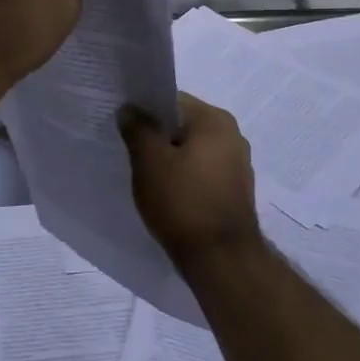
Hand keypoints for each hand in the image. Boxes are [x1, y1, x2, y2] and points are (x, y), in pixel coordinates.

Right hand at [120, 94, 261, 267]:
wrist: (221, 260)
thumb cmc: (183, 201)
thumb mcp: (149, 161)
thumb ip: (137, 128)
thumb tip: (129, 109)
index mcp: (215, 120)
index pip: (171, 100)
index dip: (143, 110)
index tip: (121, 126)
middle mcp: (232, 136)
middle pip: (181, 126)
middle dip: (155, 137)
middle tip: (127, 151)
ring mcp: (237, 166)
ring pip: (190, 151)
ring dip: (167, 159)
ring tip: (143, 176)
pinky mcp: (233, 192)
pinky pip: (200, 173)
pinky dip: (182, 178)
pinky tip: (164, 194)